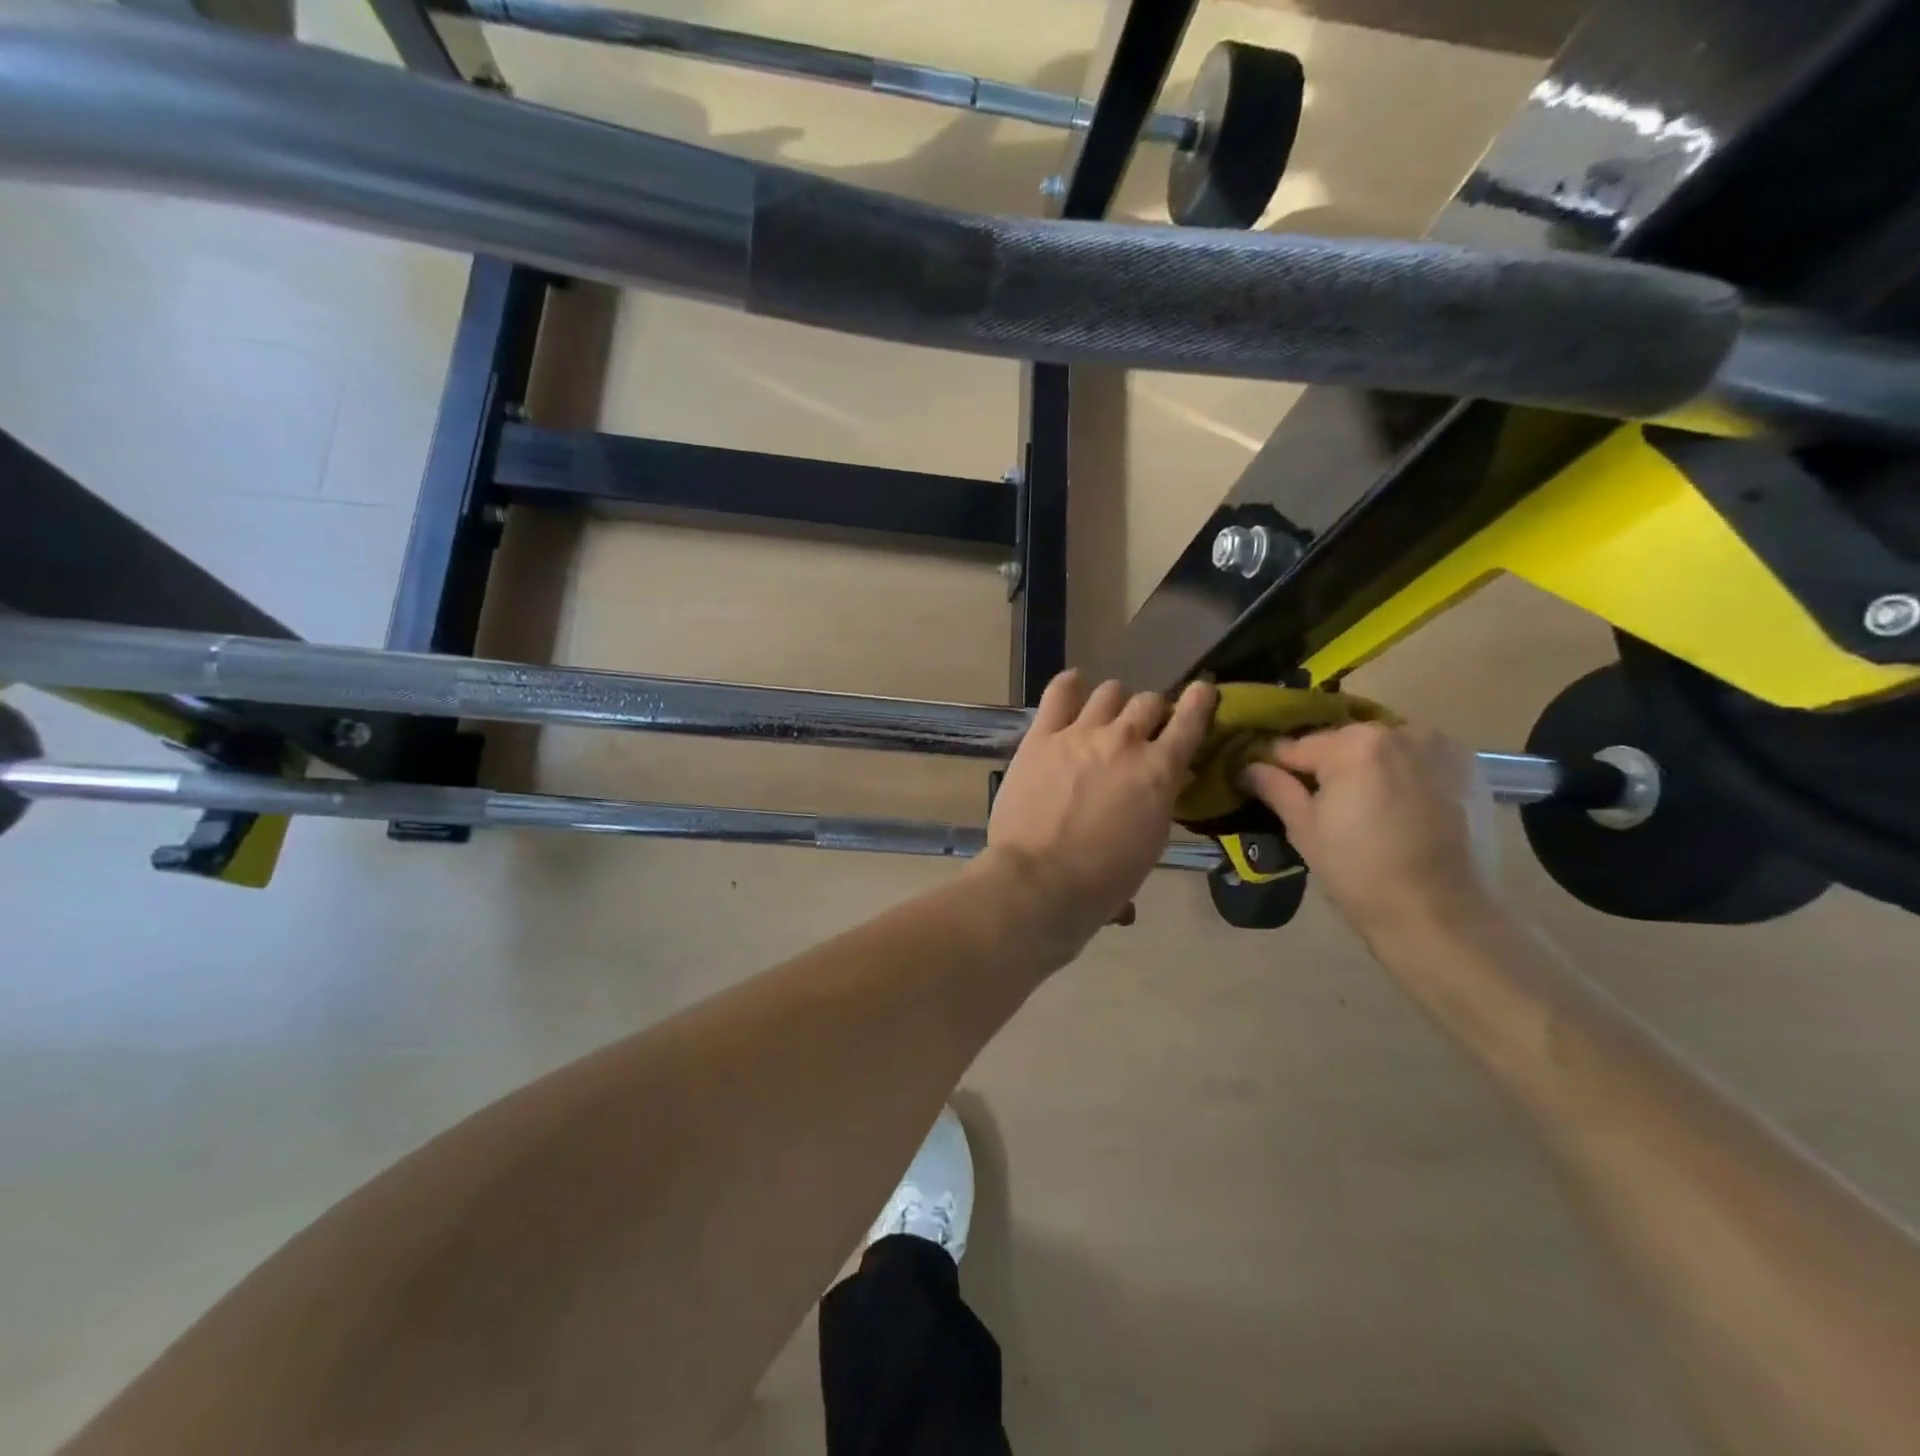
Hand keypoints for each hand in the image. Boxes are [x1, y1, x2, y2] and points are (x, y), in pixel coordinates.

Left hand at [977, 670, 1215, 948]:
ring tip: (1105, 715)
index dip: (1199, 701)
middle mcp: (1125, 741)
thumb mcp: (1150, 844)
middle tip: (1142, 729)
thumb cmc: (1101, 881)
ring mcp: (1081, 733)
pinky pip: (1059, 692)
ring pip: (1109, 691)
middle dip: (1151, 712)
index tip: (1201, 691)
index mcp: (1160, 771)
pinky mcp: (1042, 736)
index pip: (1190, 720)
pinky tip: (1072, 688)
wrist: (1039, 880)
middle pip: (1148, 701)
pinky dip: (1070, 686)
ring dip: (1114, 701)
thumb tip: (1160, 785)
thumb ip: (1159, 803)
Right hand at [1241, 723, 1498, 941]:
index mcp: (1354, 744)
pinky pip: (1418, 760)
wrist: (1441, 915)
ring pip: (1382, 748)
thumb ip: (1276, 788)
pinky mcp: (1469, 768)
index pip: (1298, 746)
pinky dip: (1404, 774)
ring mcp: (1440, 747)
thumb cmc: (1360, 872)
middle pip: (1343, 742)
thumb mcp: (1305, 829)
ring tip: (1363, 807)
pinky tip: (1400, 809)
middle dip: (1327, 766)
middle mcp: (1399, 732)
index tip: (1263, 781)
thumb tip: (1248, 766)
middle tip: (1320, 804)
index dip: (1276, 766)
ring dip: (1367, 767)